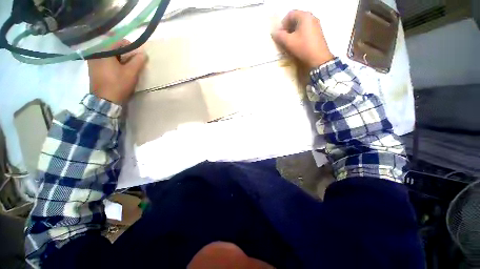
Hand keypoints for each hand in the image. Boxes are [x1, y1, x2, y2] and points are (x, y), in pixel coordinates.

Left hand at [88, 40, 147, 104]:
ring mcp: (92, 61)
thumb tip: (143, 53)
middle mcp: (95, 53)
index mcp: (103, 51)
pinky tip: (118, 71)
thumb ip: (138, 61)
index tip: (137, 56)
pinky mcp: (93, 68)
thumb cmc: (118, 84)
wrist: (105, 101)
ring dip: (119, 58)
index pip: (119, 41)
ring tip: (126, 68)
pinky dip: (113, 62)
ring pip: (109, 54)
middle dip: (125, 53)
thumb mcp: (131, 72)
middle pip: (113, 47)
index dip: (131, 47)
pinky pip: (105, 60)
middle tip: (133, 63)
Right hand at [272, 10, 333, 68]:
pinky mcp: (318, 32)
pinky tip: (297, 44)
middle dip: (287, 28)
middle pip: (295, 19)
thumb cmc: (303, 48)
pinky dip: (299, 35)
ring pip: (300, 25)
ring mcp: (316, 24)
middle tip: (283, 39)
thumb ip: (279, 36)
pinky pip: (305, 30)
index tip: (280, 35)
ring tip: (289, 43)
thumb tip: (273, 32)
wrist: (318, 59)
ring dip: (293, 33)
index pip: (290, 14)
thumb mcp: (289, 42)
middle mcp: (311, 17)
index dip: (282, 24)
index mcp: (304, 16)